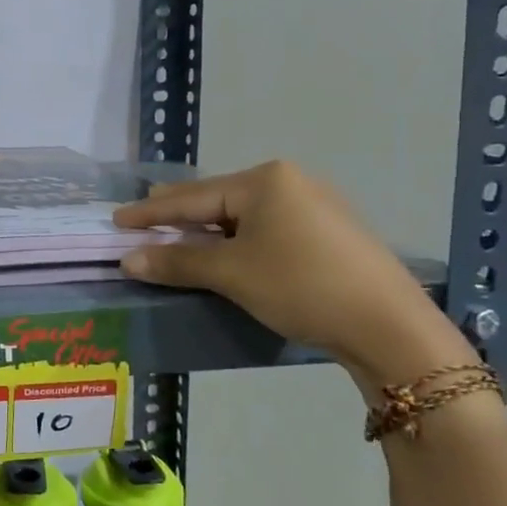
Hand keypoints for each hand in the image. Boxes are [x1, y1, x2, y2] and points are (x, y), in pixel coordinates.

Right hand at [115, 161, 472, 388]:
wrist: (389, 325)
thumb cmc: (301, 286)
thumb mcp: (232, 274)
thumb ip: (178, 261)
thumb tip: (128, 259)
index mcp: (265, 180)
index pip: (192, 197)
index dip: (151, 211)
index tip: (117, 218)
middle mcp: (290, 181)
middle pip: (218, 199)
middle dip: (179, 214)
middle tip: (142, 219)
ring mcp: (314, 205)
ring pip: (243, 215)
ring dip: (208, 230)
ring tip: (179, 236)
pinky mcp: (329, 232)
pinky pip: (267, 227)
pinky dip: (237, 239)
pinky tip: (228, 250)